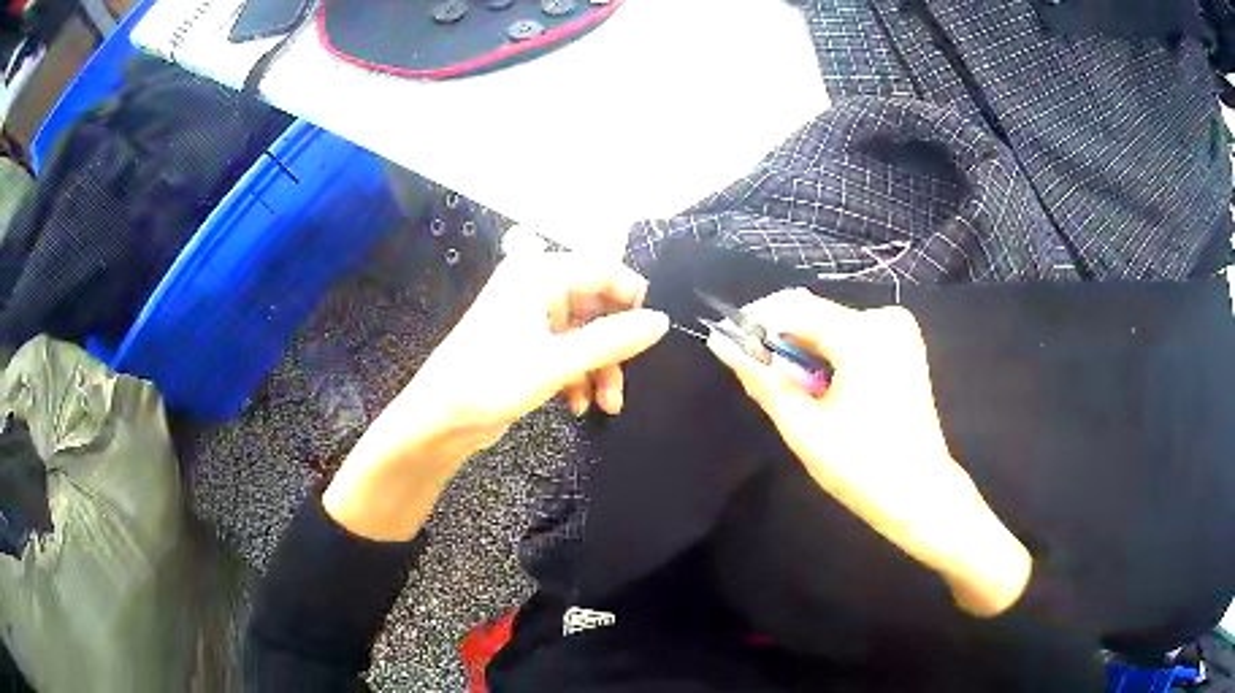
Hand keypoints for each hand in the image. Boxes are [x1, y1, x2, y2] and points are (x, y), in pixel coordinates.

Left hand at [324, 252, 668, 540]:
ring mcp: (530, 317)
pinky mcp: (526, 345)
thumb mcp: (558, 362)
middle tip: (622, 384)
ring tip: (604, 406)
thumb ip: (613, 340)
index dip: (632, 299)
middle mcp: (536, 287)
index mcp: (539, 274)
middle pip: (597, 305)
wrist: (438, 421)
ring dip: (599, 368)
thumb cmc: (491, 381)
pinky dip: (578, 376)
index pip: (604, 268)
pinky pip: (567, 351)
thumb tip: (662, 321)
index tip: (650, 336)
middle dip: (613, 348)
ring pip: (585, 334)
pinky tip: (576, 405)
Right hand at [708, 289, 1030, 616]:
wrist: (921, 493)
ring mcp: (899, 329)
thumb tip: (722, 344)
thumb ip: (762, 380)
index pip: (793, 307)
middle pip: (813, 313)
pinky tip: (823, 387)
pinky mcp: (904, 343)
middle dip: (780, 340)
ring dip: (803, 349)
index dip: (755, 323)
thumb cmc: (863, 468)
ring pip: (830, 324)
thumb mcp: (804, 428)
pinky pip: (851, 334)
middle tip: (759, 378)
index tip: (730, 348)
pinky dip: (828, 354)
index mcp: (863, 336)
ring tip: (792, 392)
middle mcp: (884, 319)